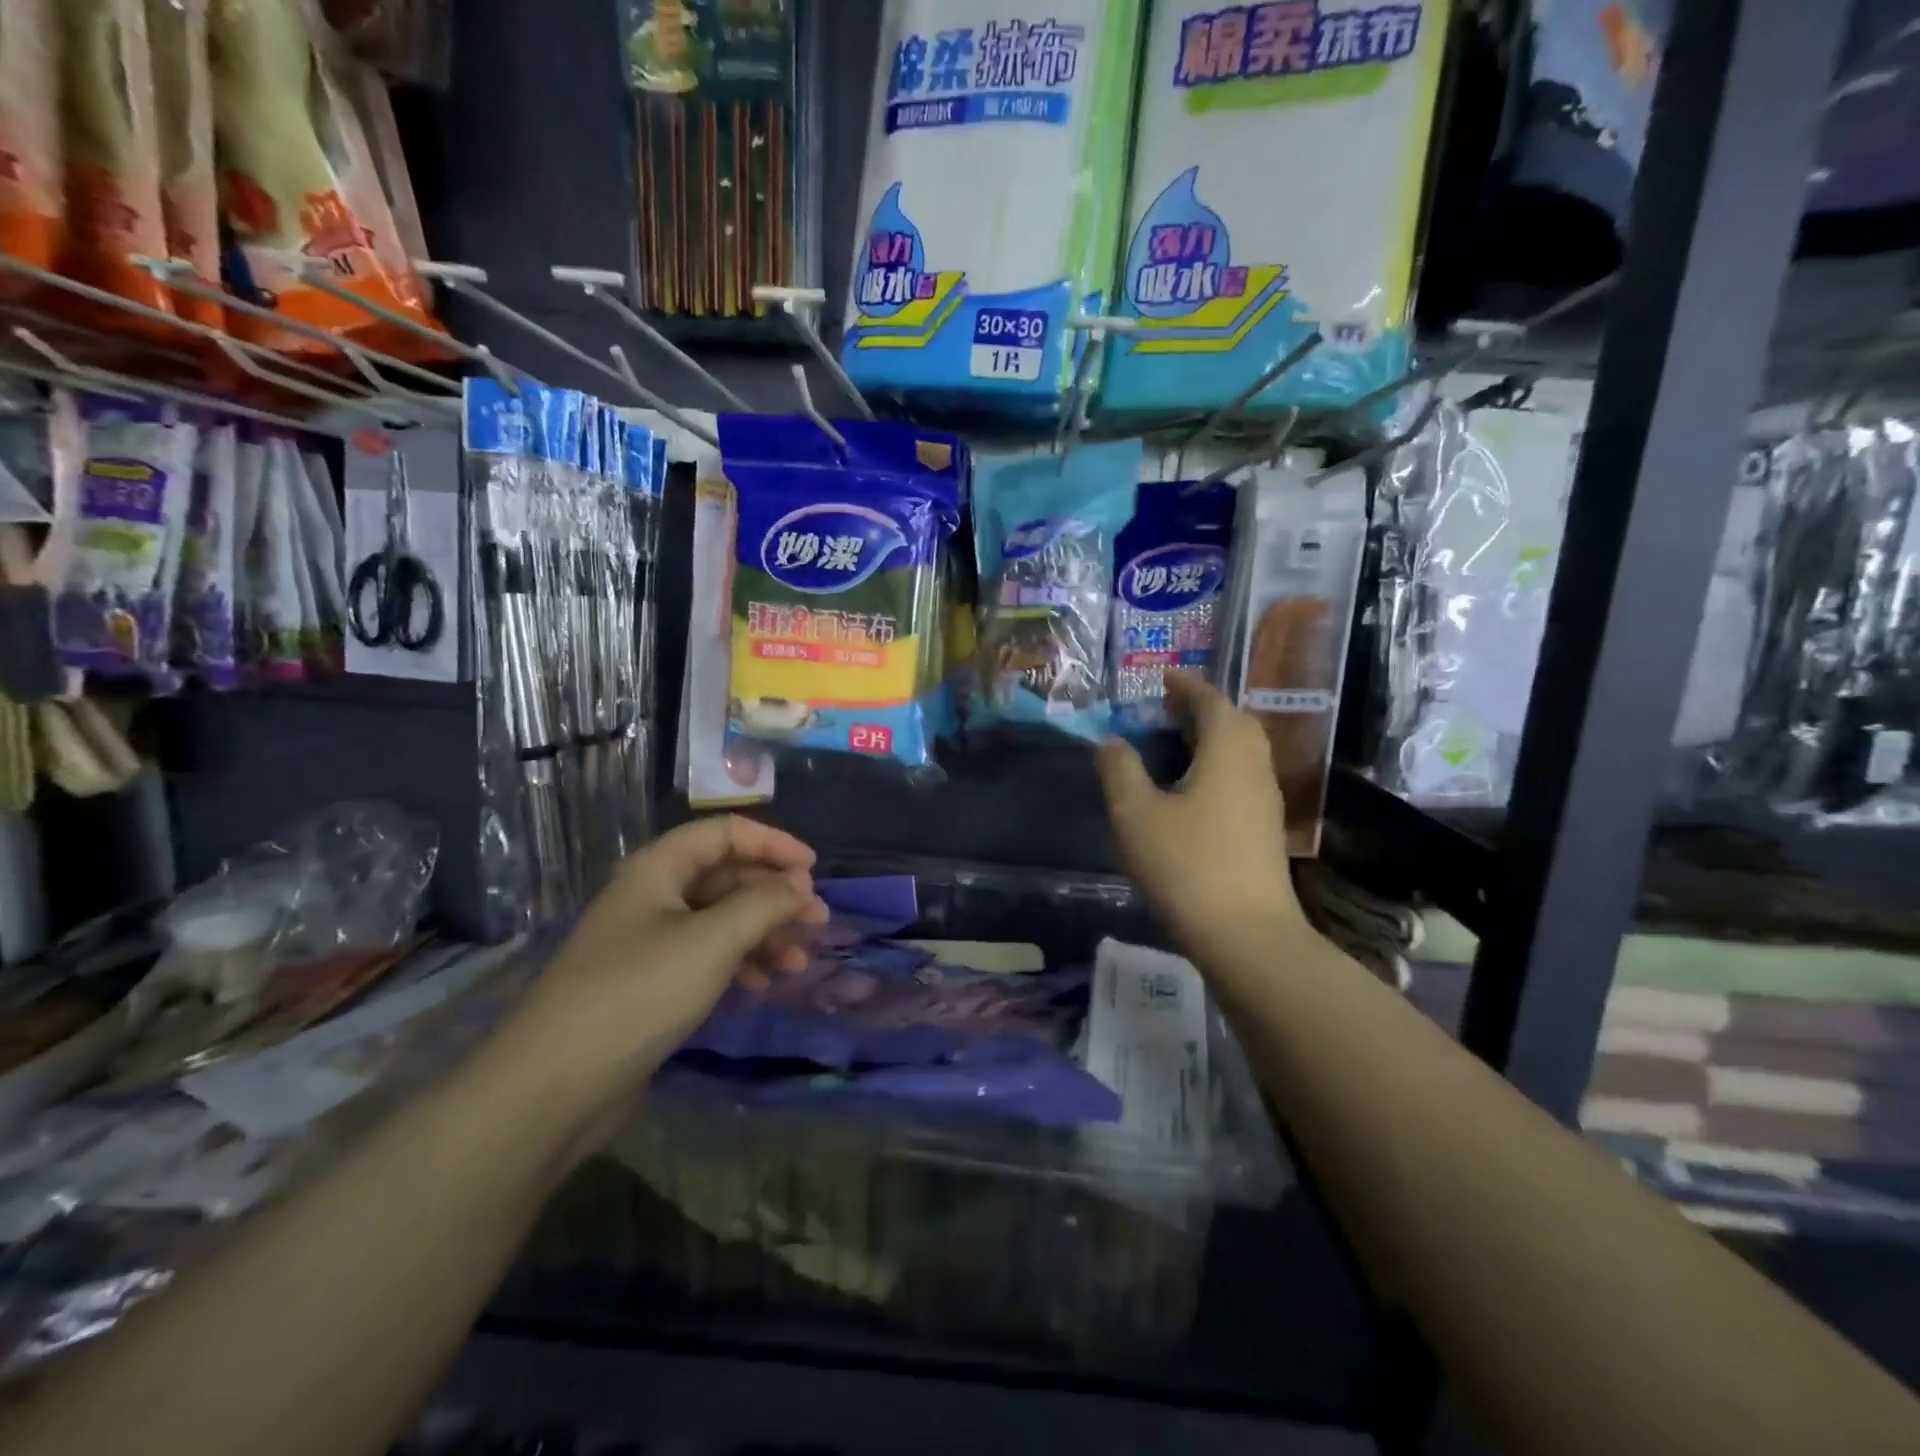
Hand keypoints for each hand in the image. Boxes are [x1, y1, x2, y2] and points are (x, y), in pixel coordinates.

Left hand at [502, 817, 827, 1119]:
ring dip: (763, 933)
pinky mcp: (648, 984)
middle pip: (726, 876)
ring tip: (799, 962)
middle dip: (775, 895)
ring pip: (719, 920)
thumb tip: (800, 884)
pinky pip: (705, 956)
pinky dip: (739, 963)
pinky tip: (763, 984)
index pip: (725, 833)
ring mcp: (647, 942)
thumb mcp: (712, 940)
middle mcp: (652, 896)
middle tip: (817, 922)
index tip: (814, 871)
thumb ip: (764, 904)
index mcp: (658, 869)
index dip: (773, 843)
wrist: (551, 1088)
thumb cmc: (638, 994)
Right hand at [1097, 671, 1305, 962]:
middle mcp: (1254, 766)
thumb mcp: (1136, 813)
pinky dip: (1216, 767)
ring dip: (1211, 739)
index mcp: (1227, 750)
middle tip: (1165, 710)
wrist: (1246, 935)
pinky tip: (1189, 792)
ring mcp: (1265, 801)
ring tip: (1173, 746)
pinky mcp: (1264, 830)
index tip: (1161, 678)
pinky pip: (1241, 779)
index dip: (1186, 685)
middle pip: (1234, 722)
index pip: (1211, 700)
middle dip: (1201, 709)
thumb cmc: (1186, 864)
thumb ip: (1120, 769)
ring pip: (1241, 752)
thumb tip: (1112, 742)